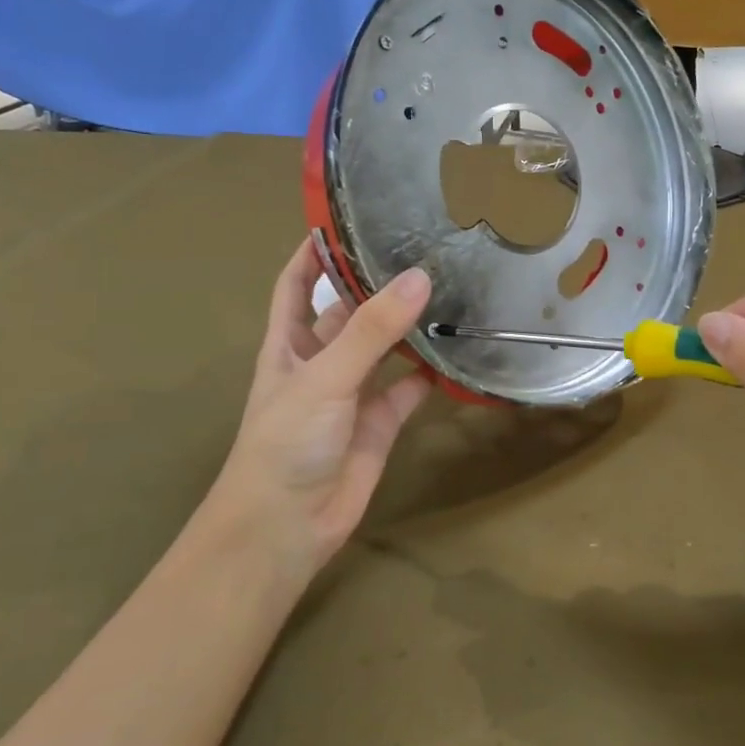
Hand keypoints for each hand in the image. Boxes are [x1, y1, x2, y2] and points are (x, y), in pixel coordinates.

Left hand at [207, 240, 432, 584]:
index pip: (297, 283)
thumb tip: (420, 277)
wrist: (286, 528)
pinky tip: (459, 350)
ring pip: (385, 347)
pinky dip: (431, 372)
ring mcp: (352, 392)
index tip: (349, 217)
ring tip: (451, 288)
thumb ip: (372, 331)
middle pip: (350, 310)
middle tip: (424, 248)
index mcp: (289, 342)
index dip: (315, 251)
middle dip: (378, 283)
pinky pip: (409, 388)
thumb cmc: (285, 442)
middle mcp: (321, 360)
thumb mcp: (324, 377)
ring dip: (410, 325)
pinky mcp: (380, 421)